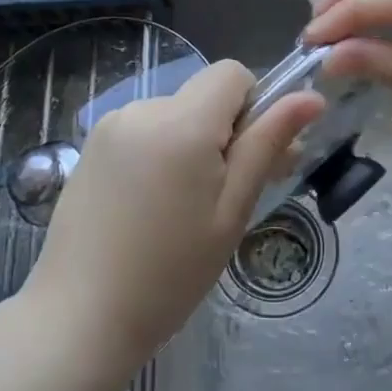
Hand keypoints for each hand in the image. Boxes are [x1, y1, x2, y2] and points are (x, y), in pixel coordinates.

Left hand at [25, 61, 322, 380]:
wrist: (80, 317)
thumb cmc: (170, 272)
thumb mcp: (232, 210)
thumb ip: (267, 145)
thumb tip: (310, 97)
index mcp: (182, 122)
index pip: (232, 74)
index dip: (252, 107)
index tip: (248, 159)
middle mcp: (142, 109)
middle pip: (202, 95)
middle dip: (221, 132)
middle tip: (221, 196)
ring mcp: (110, 126)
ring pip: (173, 114)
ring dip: (188, 143)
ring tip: (178, 208)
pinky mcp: (90, 146)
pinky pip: (142, 130)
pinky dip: (158, 153)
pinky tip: (146, 206)